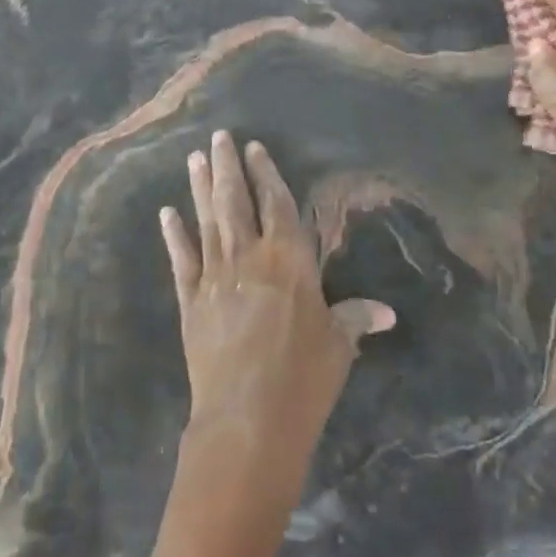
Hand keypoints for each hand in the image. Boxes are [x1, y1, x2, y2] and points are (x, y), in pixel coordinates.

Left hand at [160, 132, 393, 501]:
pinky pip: (181, 260)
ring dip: (201, 188)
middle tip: (217, 137)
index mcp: (289, 260)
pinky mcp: (190, 301)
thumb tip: (387, 312)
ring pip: (207, 221)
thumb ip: (356, 319)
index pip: (277, 205)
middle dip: (228, 167)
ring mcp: (214, 277)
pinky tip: (167, 214)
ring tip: (194, 159)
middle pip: (236, 202)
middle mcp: (249, 257)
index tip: (254, 147)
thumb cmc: (304, 379)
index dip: (266, 174)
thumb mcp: (338, 346)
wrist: (248, 419)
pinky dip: (174, 235)